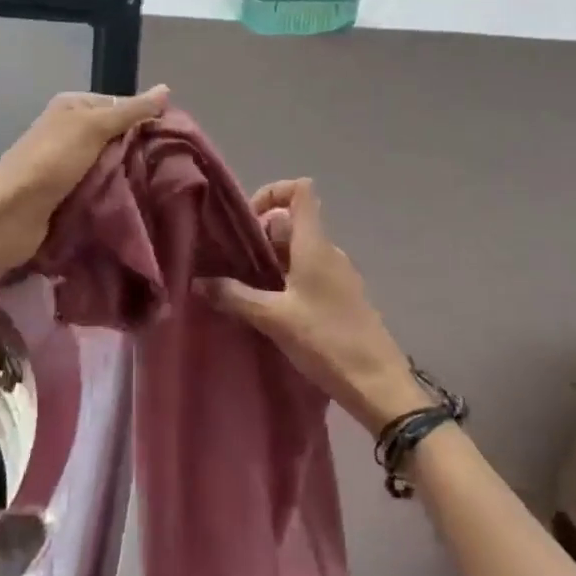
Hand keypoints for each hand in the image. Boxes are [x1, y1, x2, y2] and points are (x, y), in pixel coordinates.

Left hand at [0, 85, 170, 277]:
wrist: (9, 215)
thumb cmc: (51, 161)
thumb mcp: (93, 127)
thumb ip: (130, 111)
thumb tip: (166, 88)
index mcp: (73, 107)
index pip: (121, 106)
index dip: (147, 118)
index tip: (176, 138)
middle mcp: (70, 132)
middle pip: (117, 137)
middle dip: (141, 150)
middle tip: (176, 165)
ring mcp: (69, 165)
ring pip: (111, 165)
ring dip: (131, 176)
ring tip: (165, 186)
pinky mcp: (69, 196)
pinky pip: (101, 189)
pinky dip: (117, 195)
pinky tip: (142, 202)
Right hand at [210, 179, 428, 431]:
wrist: (378, 385)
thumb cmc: (326, 341)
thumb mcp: (274, 319)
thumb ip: (235, 297)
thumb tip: (198, 281)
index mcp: (314, 244)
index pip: (300, 190)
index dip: (272, 192)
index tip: (246, 221)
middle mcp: (328, 250)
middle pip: (292, 221)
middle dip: (260, 235)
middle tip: (233, 263)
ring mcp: (338, 274)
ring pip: (299, 249)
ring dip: (271, 261)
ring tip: (244, 288)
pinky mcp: (342, 297)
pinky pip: (309, 272)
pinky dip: (286, 279)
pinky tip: (270, 309)